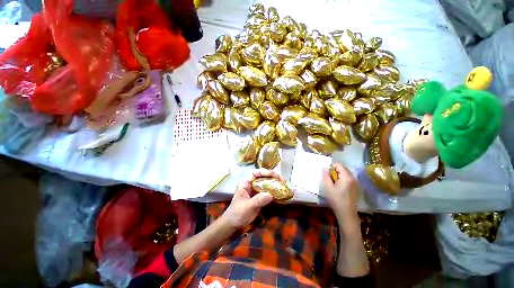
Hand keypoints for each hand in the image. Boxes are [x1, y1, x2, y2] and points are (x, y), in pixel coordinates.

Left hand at [221, 169, 281, 230]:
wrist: (233, 225)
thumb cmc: (237, 214)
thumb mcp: (246, 207)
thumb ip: (257, 201)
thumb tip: (270, 195)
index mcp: (246, 184)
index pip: (254, 173)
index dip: (263, 172)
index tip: (272, 174)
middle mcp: (252, 185)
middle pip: (262, 177)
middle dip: (272, 177)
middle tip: (282, 180)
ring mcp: (256, 192)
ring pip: (266, 185)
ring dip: (275, 184)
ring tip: (284, 185)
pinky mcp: (260, 198)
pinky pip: (268, 193)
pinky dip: (274, 193)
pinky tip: (281, 194)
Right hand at [322, 163, 358, 218]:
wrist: (346, 213)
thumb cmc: (336, 199)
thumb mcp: (328, 187)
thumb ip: (326, 176)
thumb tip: (325, 167)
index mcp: (346, 177)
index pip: (339, 165)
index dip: (331, 166)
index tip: (326, 171)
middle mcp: (353, 178)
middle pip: (343, 168)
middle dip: (335, 169)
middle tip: (328, 176)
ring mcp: (355, 182)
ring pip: (346, 173)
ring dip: (339, 174)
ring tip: (333, 181)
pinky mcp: (355, 187)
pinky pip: (348, 178)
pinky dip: (343, 178)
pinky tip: (338, 185)